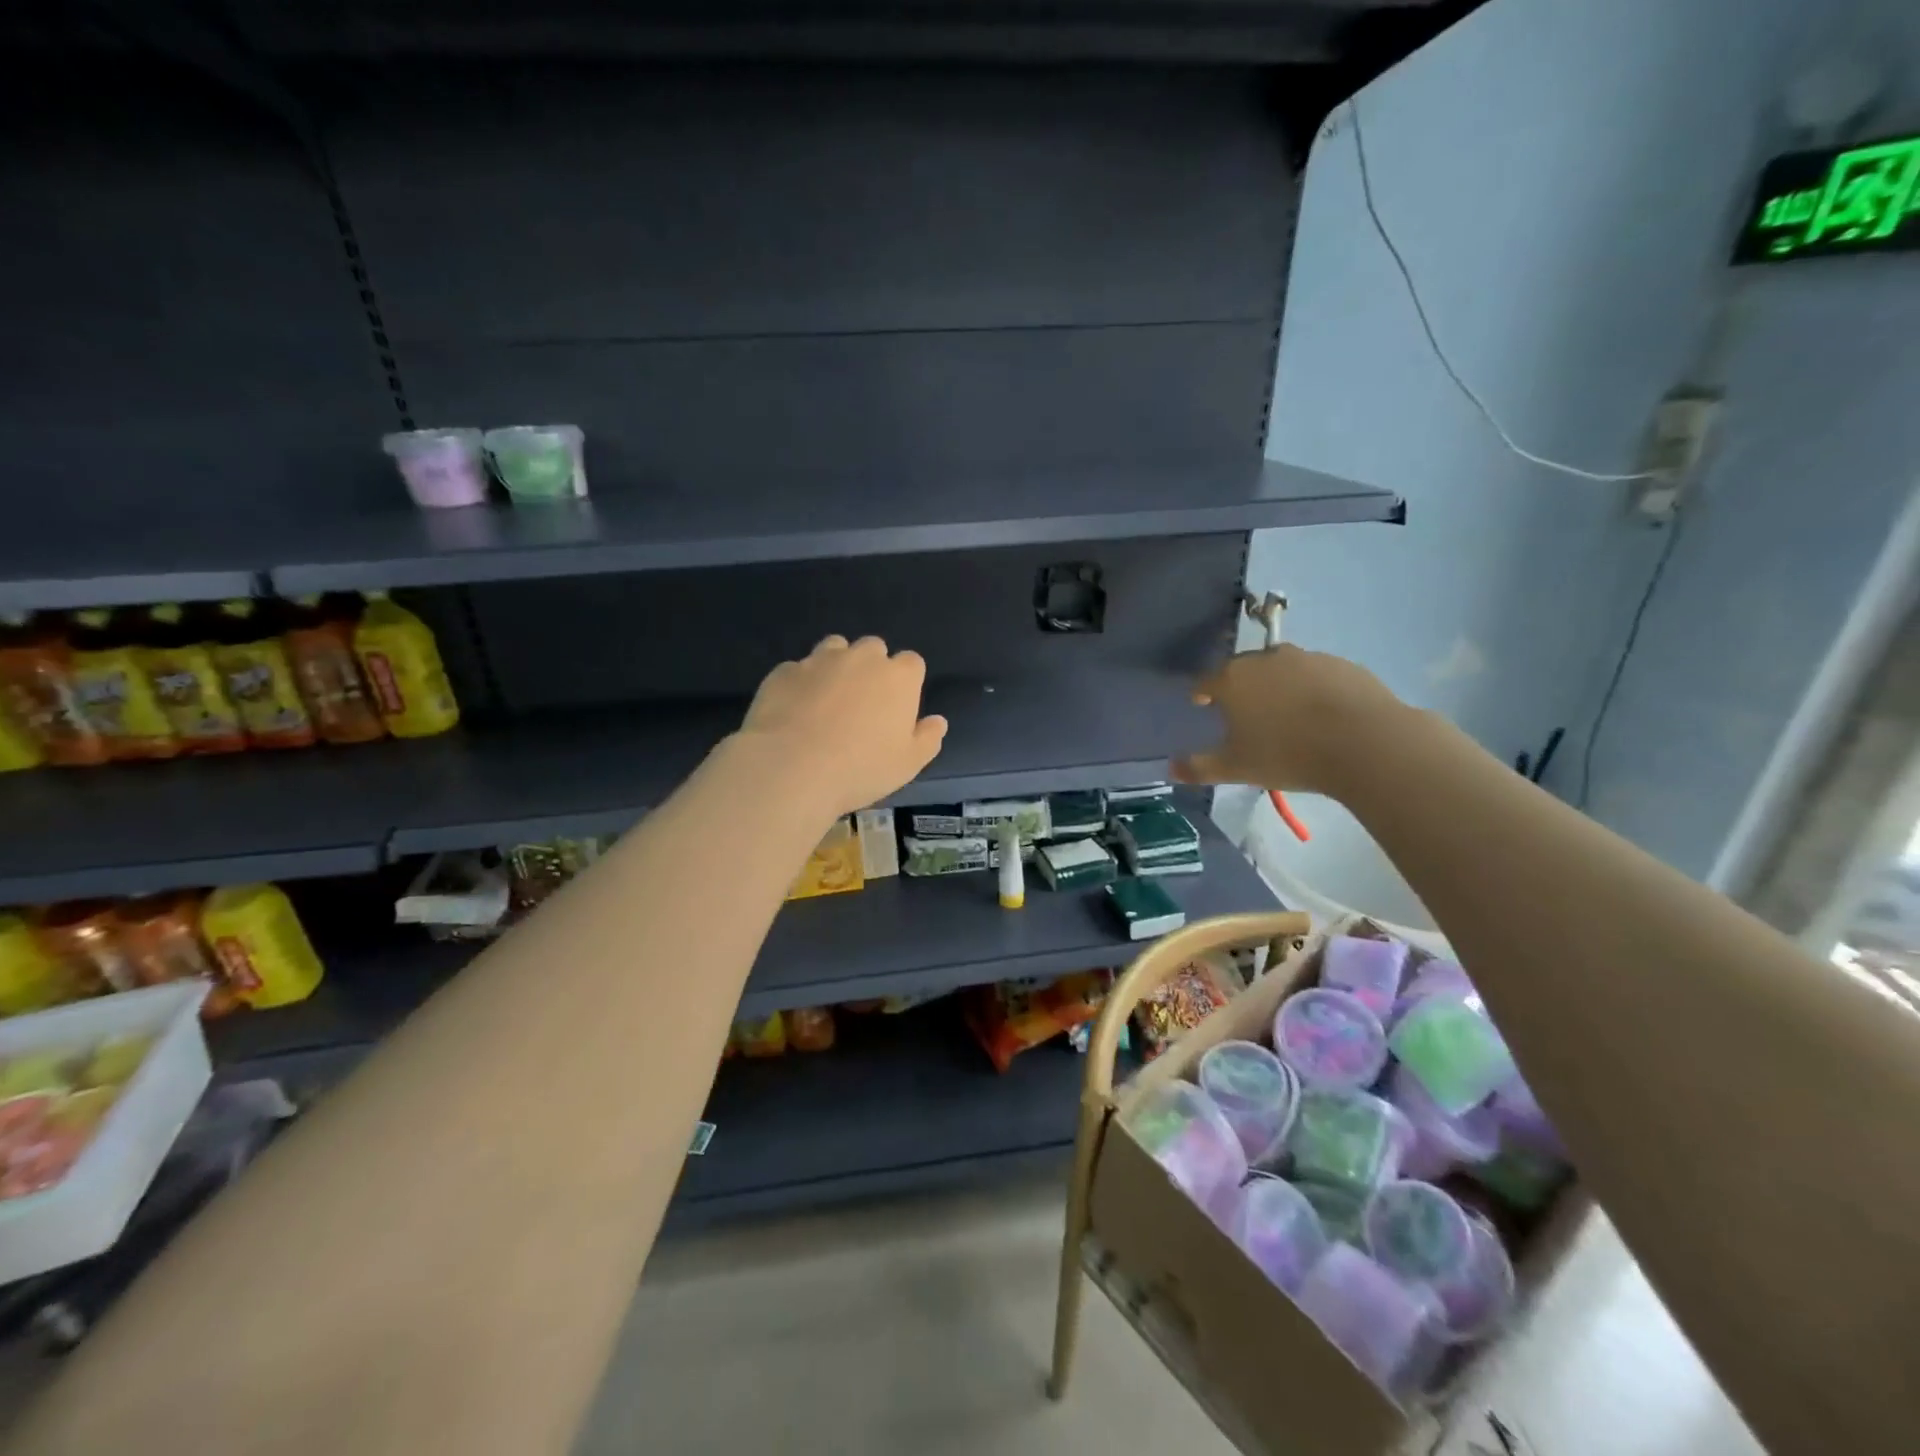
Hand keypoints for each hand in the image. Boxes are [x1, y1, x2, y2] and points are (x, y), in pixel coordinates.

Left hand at [736, 635, 947, 817]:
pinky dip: (801, 684)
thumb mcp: (908, 764)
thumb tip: (937, 721)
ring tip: (828, 700)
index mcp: (899, 677)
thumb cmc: (861, 768)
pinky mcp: (784, 671)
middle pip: (873, 648)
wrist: (791, 767)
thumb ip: (927, 738)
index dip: (906, 683)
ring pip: (834, 648)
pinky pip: (799, 670)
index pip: (912, 663)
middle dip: (871, 668)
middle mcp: (862, 658)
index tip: (897, 708)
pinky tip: (794, 712)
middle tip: (863, 704)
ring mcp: (819, 660)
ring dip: (836, 666)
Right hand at [1174, 643, 1402, 796]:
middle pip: (1243, 670)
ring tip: (1285, 715)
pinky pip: (1316, 676)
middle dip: (1240, 687)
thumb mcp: (1237, 768)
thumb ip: (1200, 767)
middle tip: (1244, 713)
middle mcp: (1267, 659)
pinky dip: (1311, 690)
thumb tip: (1170, 769)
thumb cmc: (1288, 753)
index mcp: (1234, 679)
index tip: (1202, 705)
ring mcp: (1308, 658)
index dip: (1201, 693)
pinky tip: (1320, 715)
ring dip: (1277, 686)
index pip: (1206, 680)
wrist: (1365, 742)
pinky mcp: (1342, 665)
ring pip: (1282, 670)